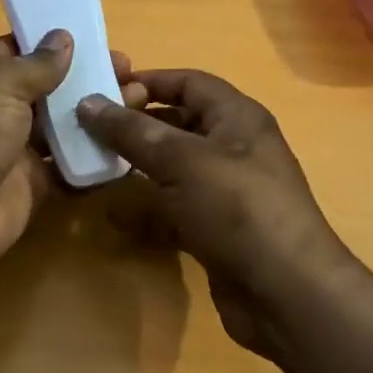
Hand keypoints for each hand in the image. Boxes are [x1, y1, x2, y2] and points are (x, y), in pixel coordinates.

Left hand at [0, 32, 146, 326]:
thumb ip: (36, 63)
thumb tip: (63, 38)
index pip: (22, 49)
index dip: (60, 44)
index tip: (102, 41)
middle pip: (49, 88)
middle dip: (88, 79)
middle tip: (133, 75)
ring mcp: (14, 148)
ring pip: (63, 126)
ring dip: (98, 115)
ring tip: (140, 102)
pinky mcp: (32, 185)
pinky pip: (69, 166)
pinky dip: (95, 157)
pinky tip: (130, 144)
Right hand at [78, 71, 372, 372]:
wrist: (286, 293)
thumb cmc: (237, 208)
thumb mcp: (181, 160)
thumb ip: (132, 131)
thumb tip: (87, 102)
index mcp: (237, 118)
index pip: (189, 83)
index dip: (148, 80)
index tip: (102, 88)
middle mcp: (234, 148)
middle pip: (180, 123)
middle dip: (137, 123)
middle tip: (89, 128)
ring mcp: (227, 192)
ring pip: (175, 167)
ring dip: (138, 165)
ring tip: (94, 163)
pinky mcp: (217, 229)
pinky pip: (175, 207)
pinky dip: (148, 207)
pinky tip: (115, 213)